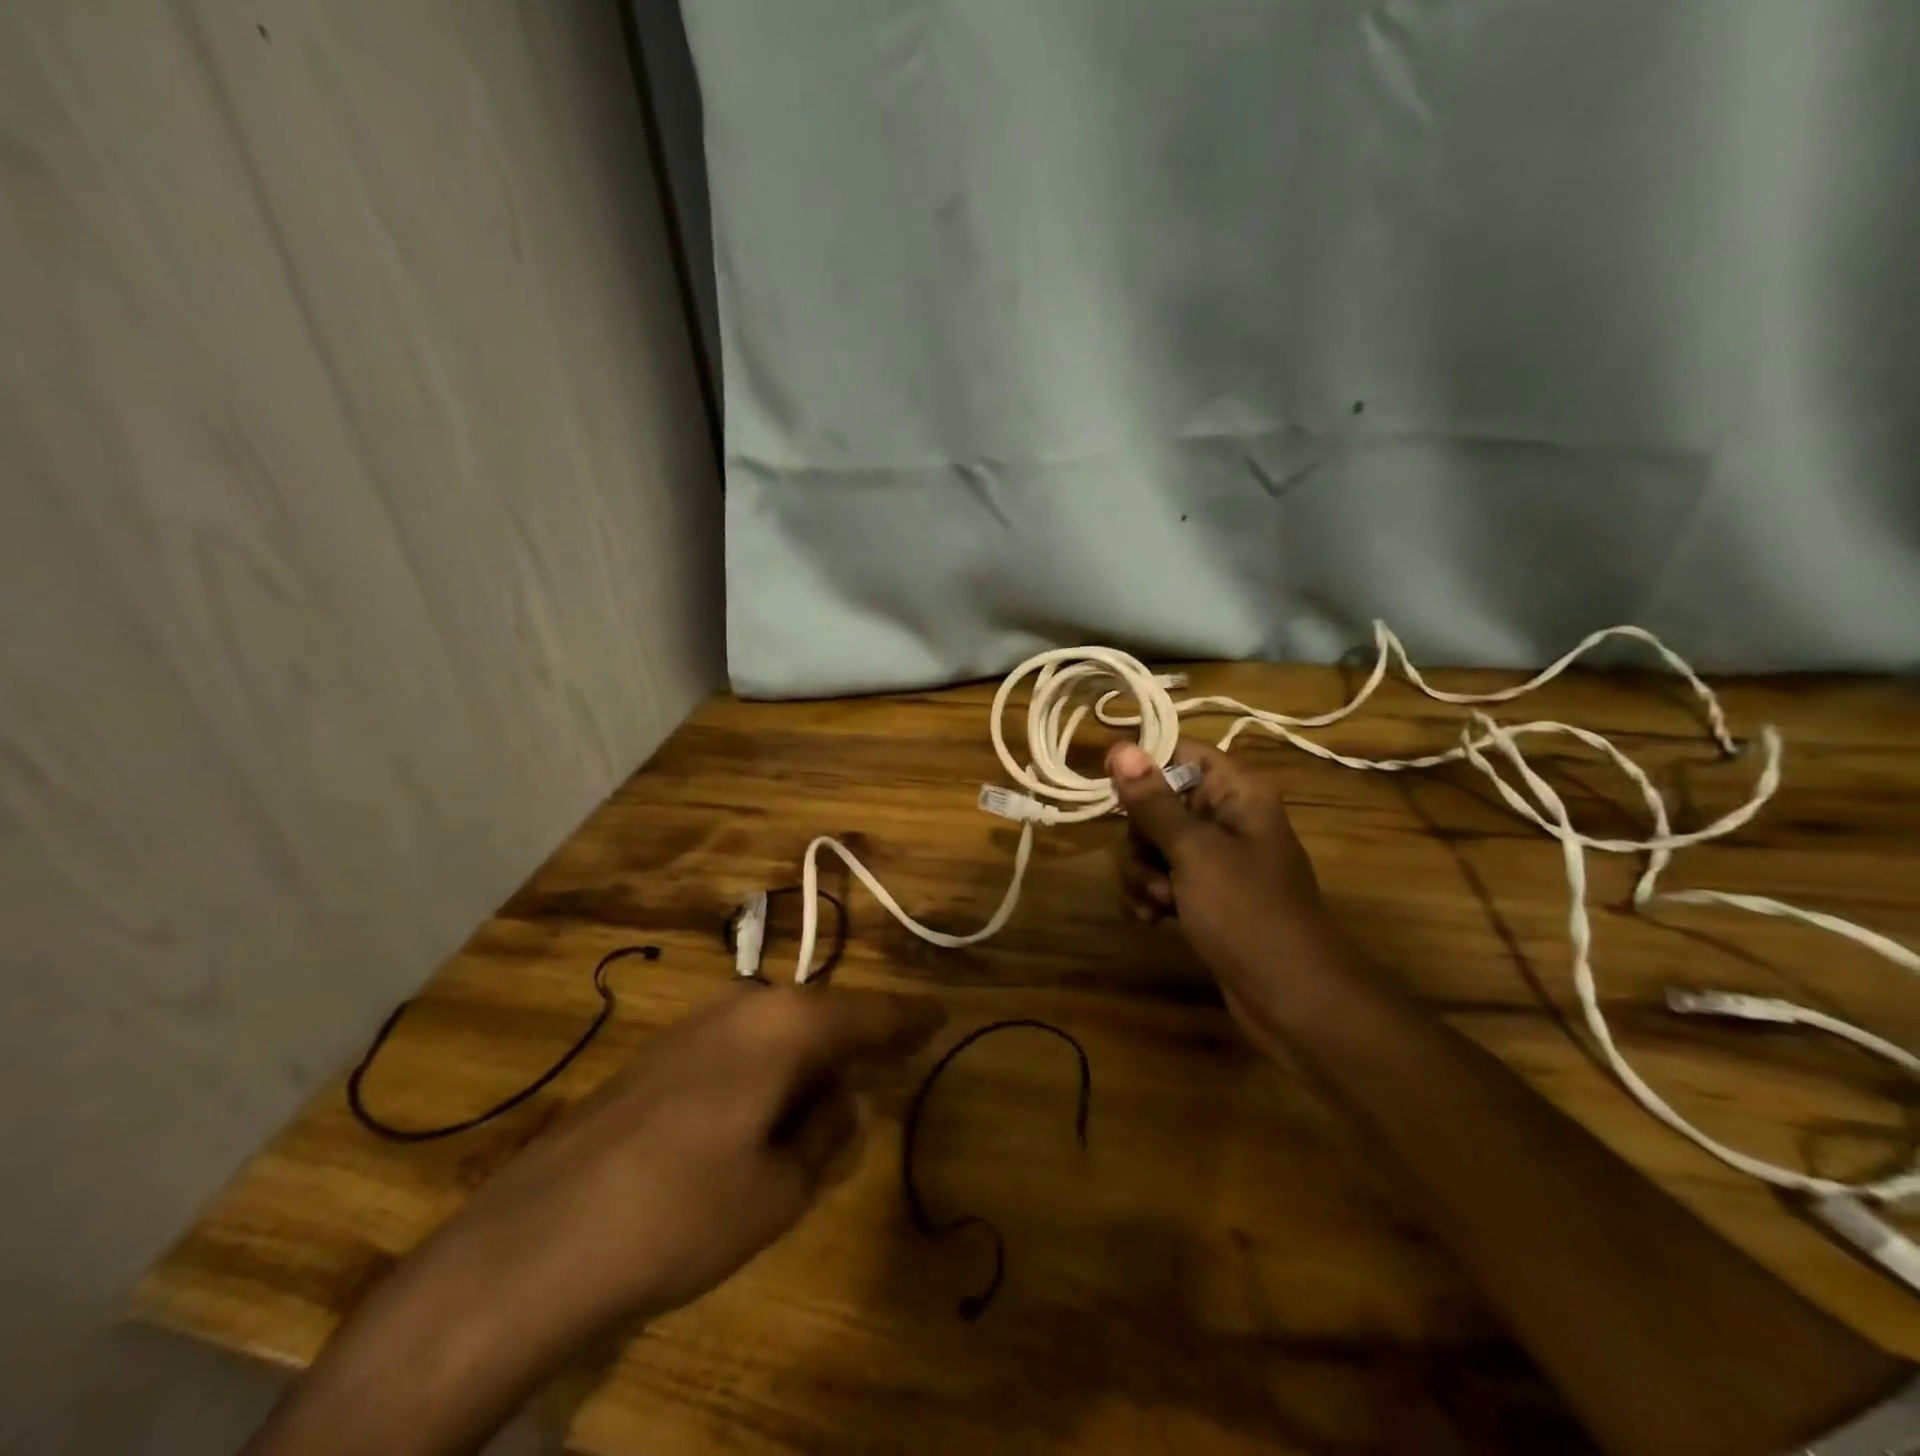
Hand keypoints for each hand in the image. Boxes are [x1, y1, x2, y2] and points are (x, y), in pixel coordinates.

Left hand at [439, 984, 945, 1325]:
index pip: (868, 1014)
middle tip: (892, 1065)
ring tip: (831, 1099)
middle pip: (822, 1016)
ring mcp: (697, 1026)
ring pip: (779, 1031)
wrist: (539, 1237)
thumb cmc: (681, 1211)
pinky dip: (771, 1070)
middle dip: (856, 1043)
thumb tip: (847, 1099)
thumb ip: (826, 1134)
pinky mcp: (662, 1054)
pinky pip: (742, 1048)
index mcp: (786, 1026)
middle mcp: (745, 1006)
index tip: (940, 1014)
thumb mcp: (779, 1189)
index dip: (908, 1018)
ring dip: (811, 1060)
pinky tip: (766, 1112)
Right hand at [1108, 738, 1338, 1045]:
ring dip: (1141, 874)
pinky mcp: (1204, 897)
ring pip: (1152, 846)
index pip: (1180, 753)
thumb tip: (1120, 747)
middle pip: (1157, 804)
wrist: (1292, 999)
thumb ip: (1153, 802)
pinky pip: (1160, 880)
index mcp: (1236, 793)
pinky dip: (1149, 897)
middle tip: (1153, 869)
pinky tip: (1150, 921)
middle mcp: (1225, 819)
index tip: (1111, 789)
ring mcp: (1214, 861)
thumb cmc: (1248, 913)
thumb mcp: (1195, 852)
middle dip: (1140, 839)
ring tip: (1157, 905)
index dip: (1143, 765)